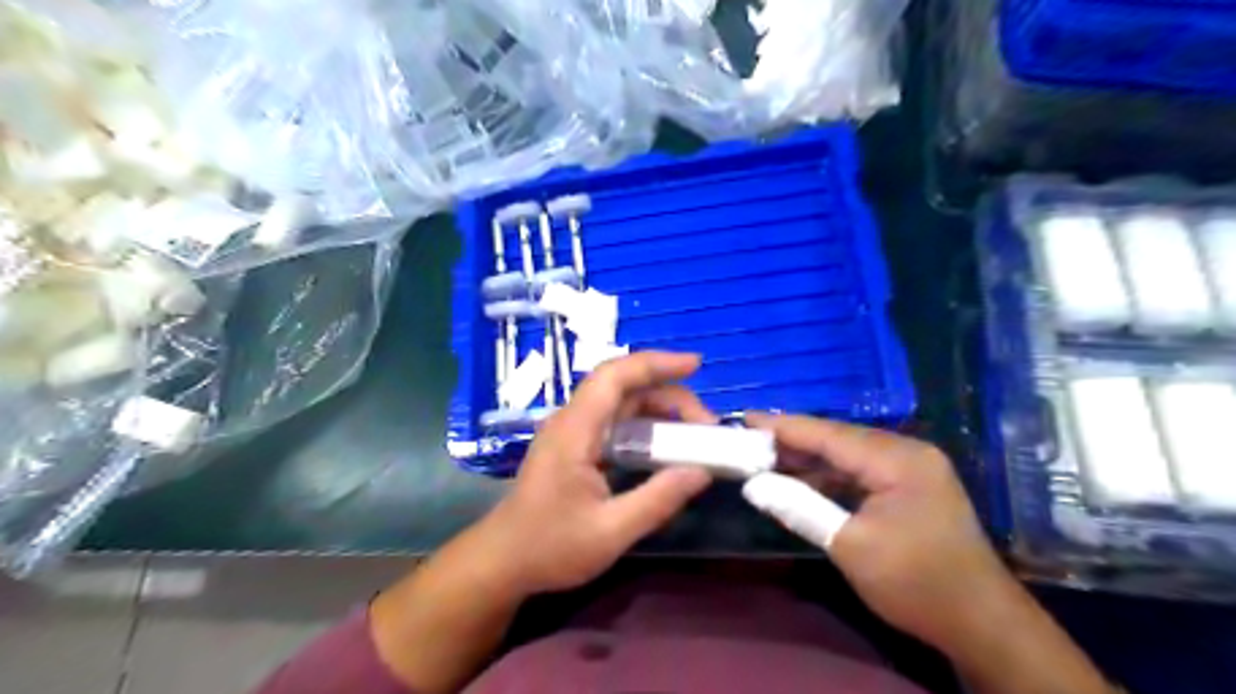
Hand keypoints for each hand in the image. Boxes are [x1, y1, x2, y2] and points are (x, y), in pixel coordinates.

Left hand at [479, 352, 719, 596]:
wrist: (503, 561)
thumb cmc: (549, 548)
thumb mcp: (610, 532)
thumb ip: (658, 500)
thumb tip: (701, 472)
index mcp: (574, 431)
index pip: (614, 377)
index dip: (655, 363)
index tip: (696, 363)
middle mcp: (571, 421)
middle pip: (622, 387)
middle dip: (668, 394)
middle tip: (706, 423)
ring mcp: (571, 432)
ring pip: (620, 403)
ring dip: (658, 409)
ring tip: (693, 433)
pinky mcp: (574, 446)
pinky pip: (614, 422)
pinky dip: (645, 424)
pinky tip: (665, 445)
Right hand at [748, 416, 1018, 650]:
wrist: (982, 623)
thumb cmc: (916, 584)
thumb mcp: (850, 546)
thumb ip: (799, 507)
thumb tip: (752, 485)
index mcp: (897, 460)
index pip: (829, 434)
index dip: (784, 426)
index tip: (745, 418)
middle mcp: (906, 452)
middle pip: (838, 439)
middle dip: (793, 441)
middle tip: (749, 440)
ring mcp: (911, 468)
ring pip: (848, 454)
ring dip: (809, 459)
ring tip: (766, 458)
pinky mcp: (910, 486)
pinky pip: (860, 471)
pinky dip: (829, 476)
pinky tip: (801, 480)